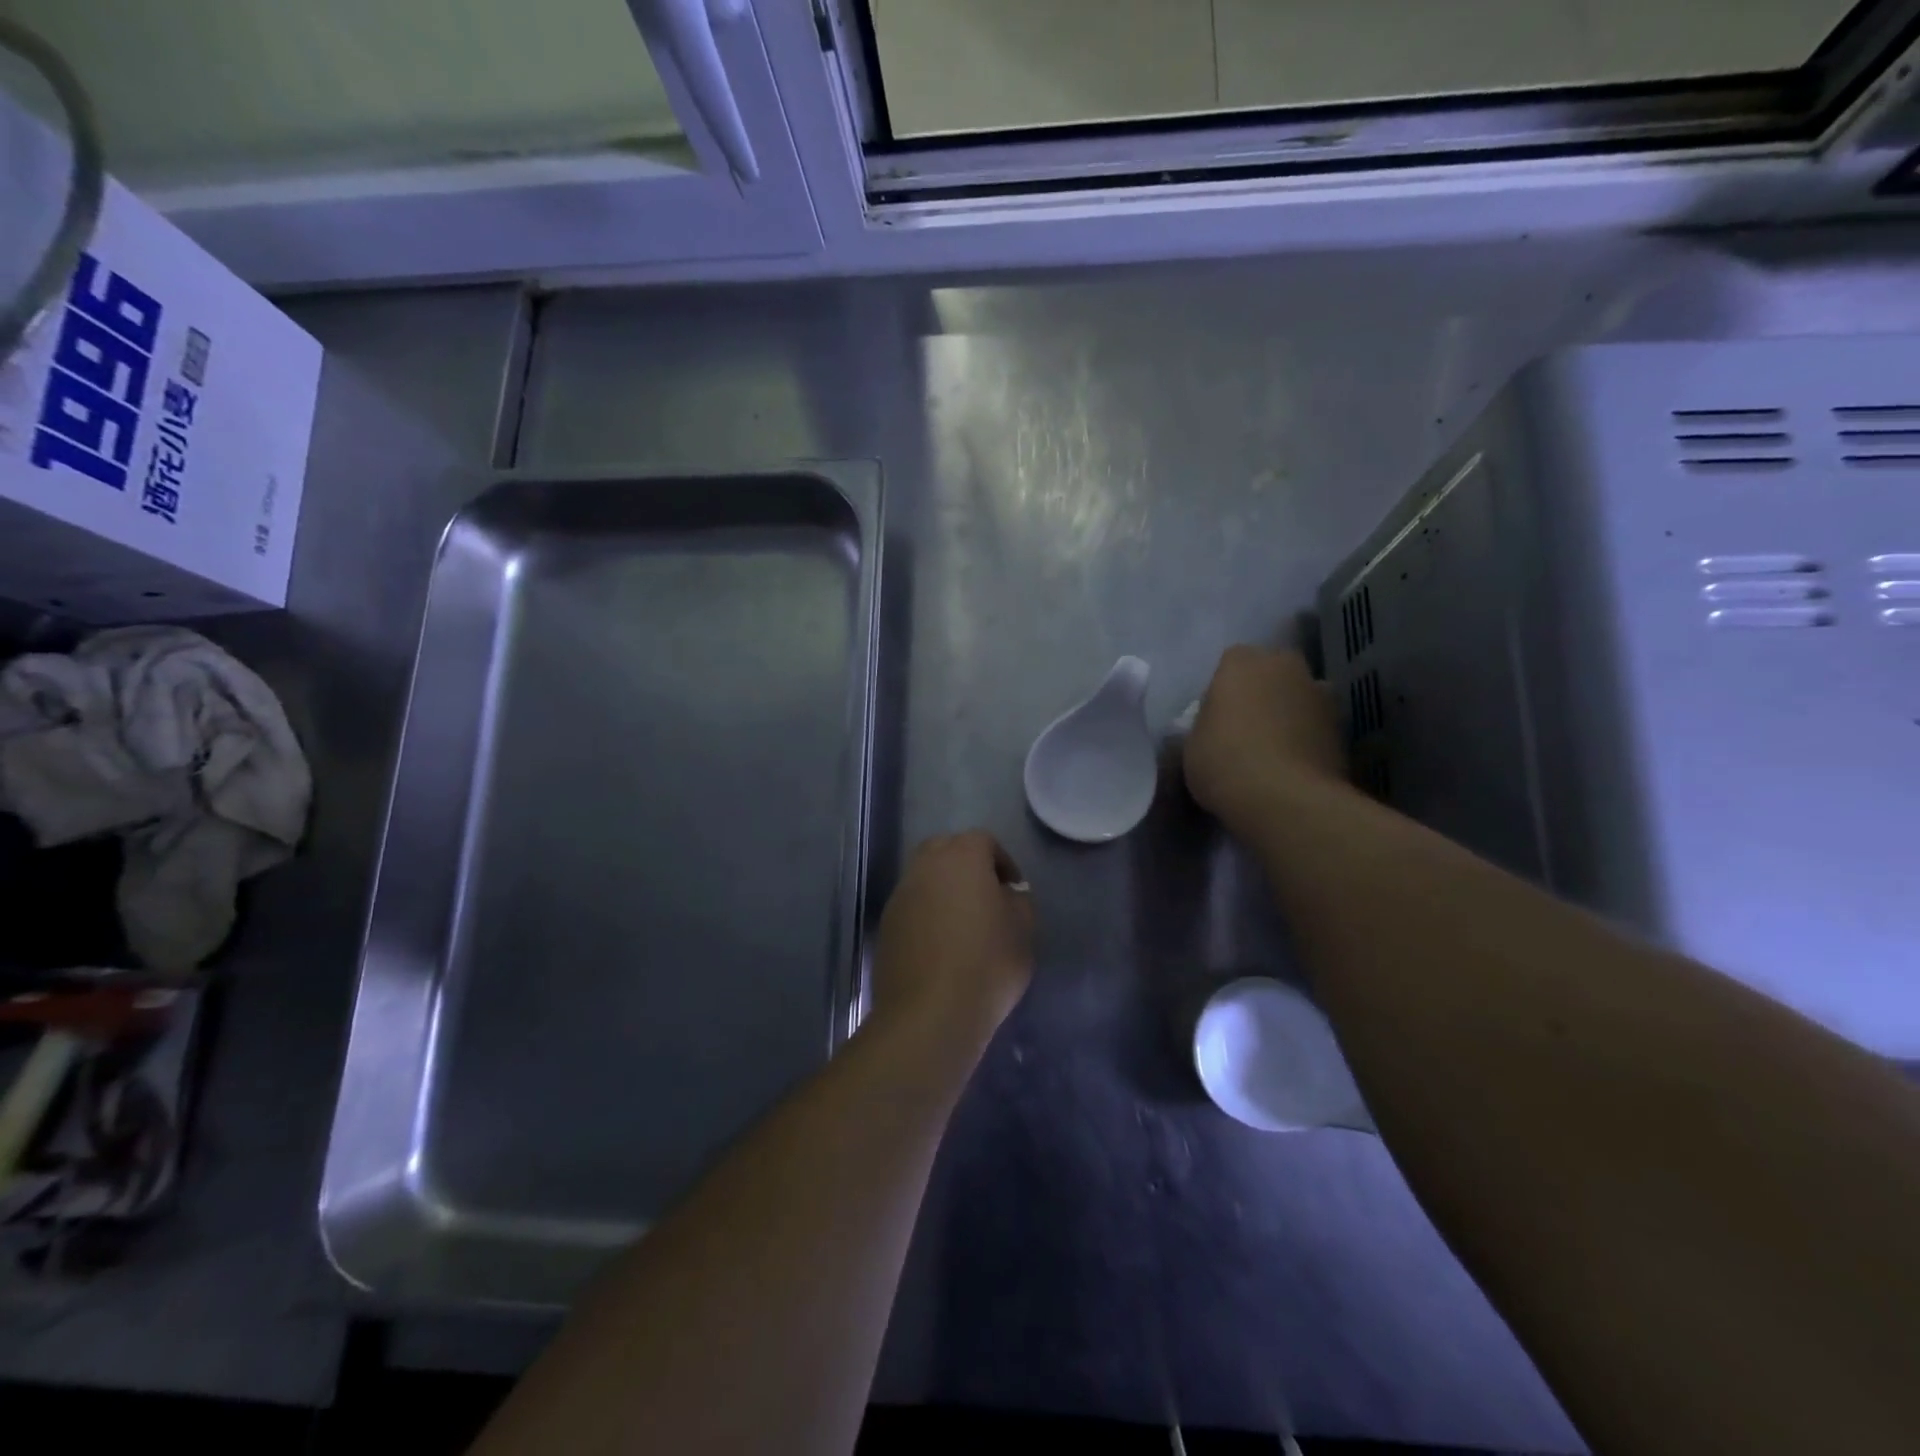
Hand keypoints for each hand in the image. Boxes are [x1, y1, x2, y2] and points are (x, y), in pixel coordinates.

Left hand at [872, 831, 1033, 1045]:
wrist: (929, 1012)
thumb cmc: (987, 963)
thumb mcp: (1023, 929)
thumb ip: (1019, 901)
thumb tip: (1007, 894)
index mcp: (962, 857)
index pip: (983, 841)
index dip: (1003, 862)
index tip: (1014, 891)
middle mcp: (925, 866)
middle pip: (947, 850)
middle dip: (967, 867)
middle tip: (986, 898)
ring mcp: (900, 895)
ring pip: (925, 878)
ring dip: (944, 891)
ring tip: (963, 925)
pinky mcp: (886, 925)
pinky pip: (911, 906)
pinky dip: (926, 915)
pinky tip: (941, 946)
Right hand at [1184, 646, 1347, 833]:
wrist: (1284, 799)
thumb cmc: (1223, 761)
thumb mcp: (1193, 742)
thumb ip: (1208, 723)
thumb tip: (1220, 726)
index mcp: (1241, 662)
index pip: (1231, 663)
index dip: (1224, 689)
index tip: (1217, 716)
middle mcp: (1285, 666)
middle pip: (1272, 672)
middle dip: (1262, 693)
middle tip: (1246, 728)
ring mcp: (1321, 694)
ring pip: (1299, 697)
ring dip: (1290, 713)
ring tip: (1274, 750)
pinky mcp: (1343, 727)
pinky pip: (1317, 726)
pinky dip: (1308, 739)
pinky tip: (1293, 766)